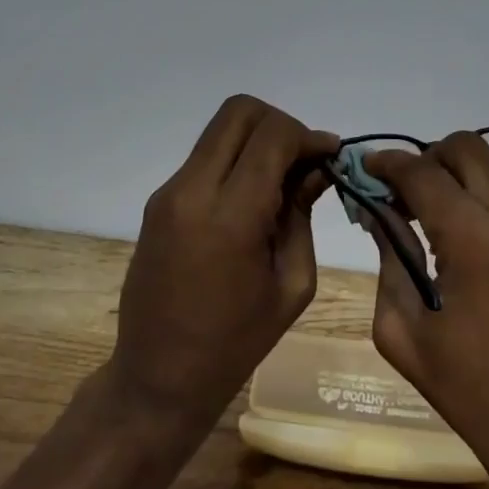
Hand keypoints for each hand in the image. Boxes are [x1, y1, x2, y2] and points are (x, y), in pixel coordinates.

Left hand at [110, 95, 337, 430]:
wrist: (158, 376)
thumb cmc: (237, 342)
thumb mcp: (292, 281)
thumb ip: (303, 213)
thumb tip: (319, 165)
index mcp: (230, 216)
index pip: (272, 135)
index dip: (308, 135)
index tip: (329, 156)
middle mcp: (192, 190)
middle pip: (240, 112)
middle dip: (280, 124)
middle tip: (302, 161)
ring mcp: (168, 192)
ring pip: (220, 130)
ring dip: (257, 140)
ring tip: (281, 182)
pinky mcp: (158, 201)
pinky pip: (205, 157)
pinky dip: (236, 160)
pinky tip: (253, 199)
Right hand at [365, 132, 488, 478]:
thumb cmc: (469, 387)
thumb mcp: (402, 331)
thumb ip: (387, 259)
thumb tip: (379, 212)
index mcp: (471, 240)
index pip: (420, 173)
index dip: (387, 164)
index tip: (370, 169)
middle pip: (465, 148)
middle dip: (428, 161)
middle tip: (411, 194)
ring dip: (471, 170)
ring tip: (457, 203)